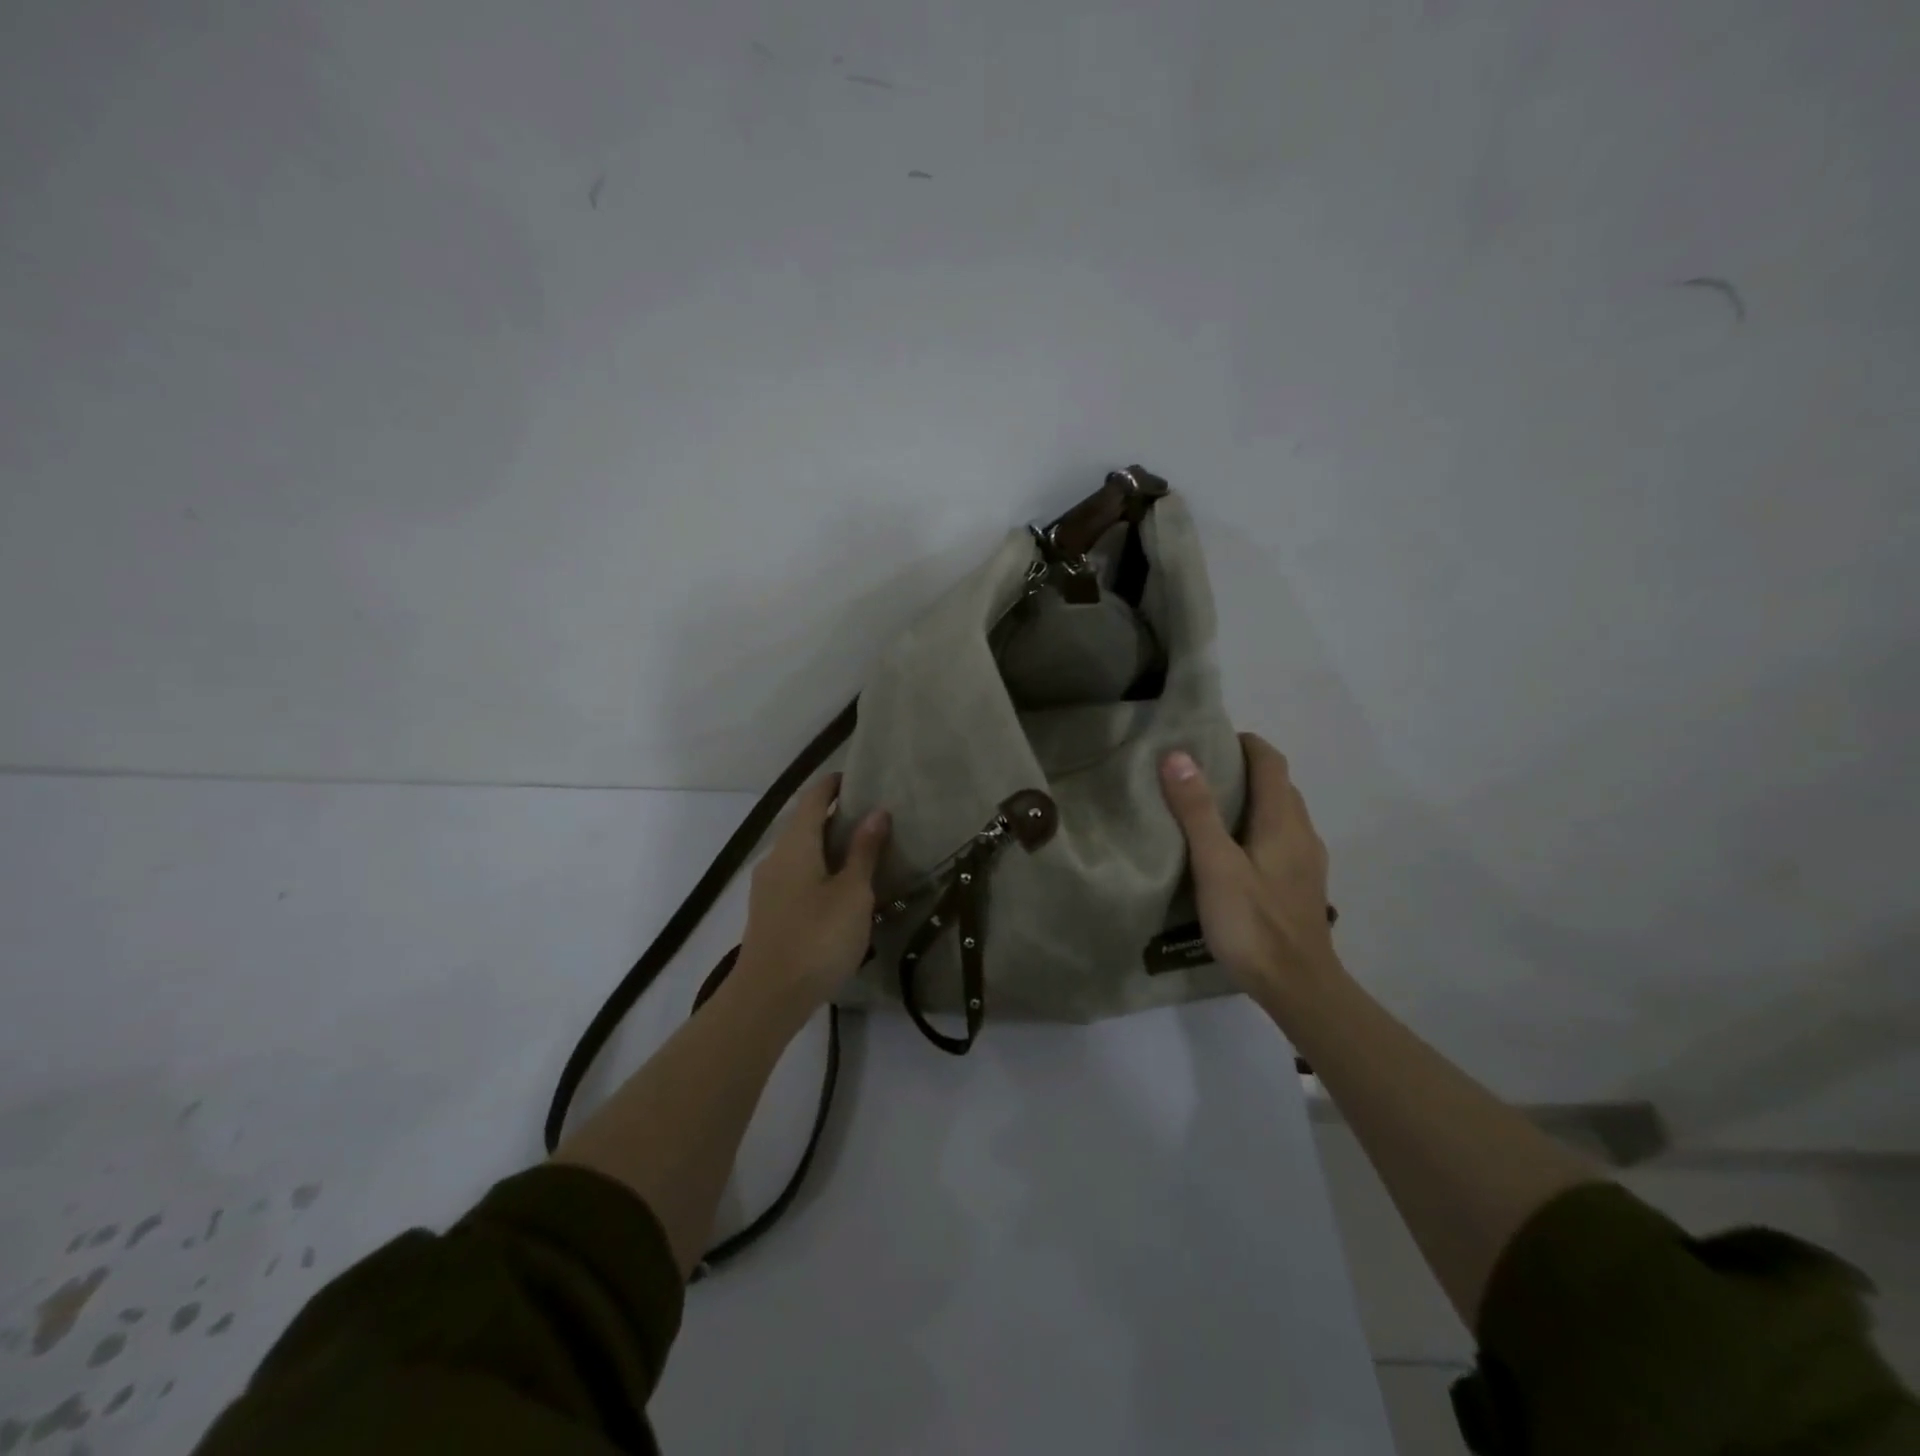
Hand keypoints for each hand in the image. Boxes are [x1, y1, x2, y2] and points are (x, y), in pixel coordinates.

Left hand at [734, 774, 890, 1016]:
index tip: (859, 778)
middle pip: (805, 823)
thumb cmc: (817, 937)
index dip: (834, 785)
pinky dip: (820, 868)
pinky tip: (841, 887)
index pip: (814, 799)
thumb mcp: (853, 893)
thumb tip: (876, 812)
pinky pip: (797, 874)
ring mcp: (768, 886)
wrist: (768, 998)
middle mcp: (776, 857)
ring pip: (800, 851)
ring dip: (828, 845)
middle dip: (836, 815)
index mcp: (795, 845)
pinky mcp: (769, 911)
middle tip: (873, 817)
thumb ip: (864, 851)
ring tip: (863, 851)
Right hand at [1159, 734, 1336, 1005]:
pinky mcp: (1301, 885)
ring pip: (1280, 813)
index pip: (1270, 761)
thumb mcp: (1216, 865)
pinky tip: (1230, 852)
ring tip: (1207, 808)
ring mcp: (1307, 861)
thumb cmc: (1253, 923)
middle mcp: (1302, 833)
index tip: (1207, 740)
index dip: (1244, 742)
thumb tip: (1178, 754)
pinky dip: (1256, 828)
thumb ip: (1197, 811)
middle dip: (1243, 769)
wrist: (1298, 987)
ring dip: (1250, 800)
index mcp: (1283, 820)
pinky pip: (1280, 839)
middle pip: (1277, 785)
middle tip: (1198, 772)